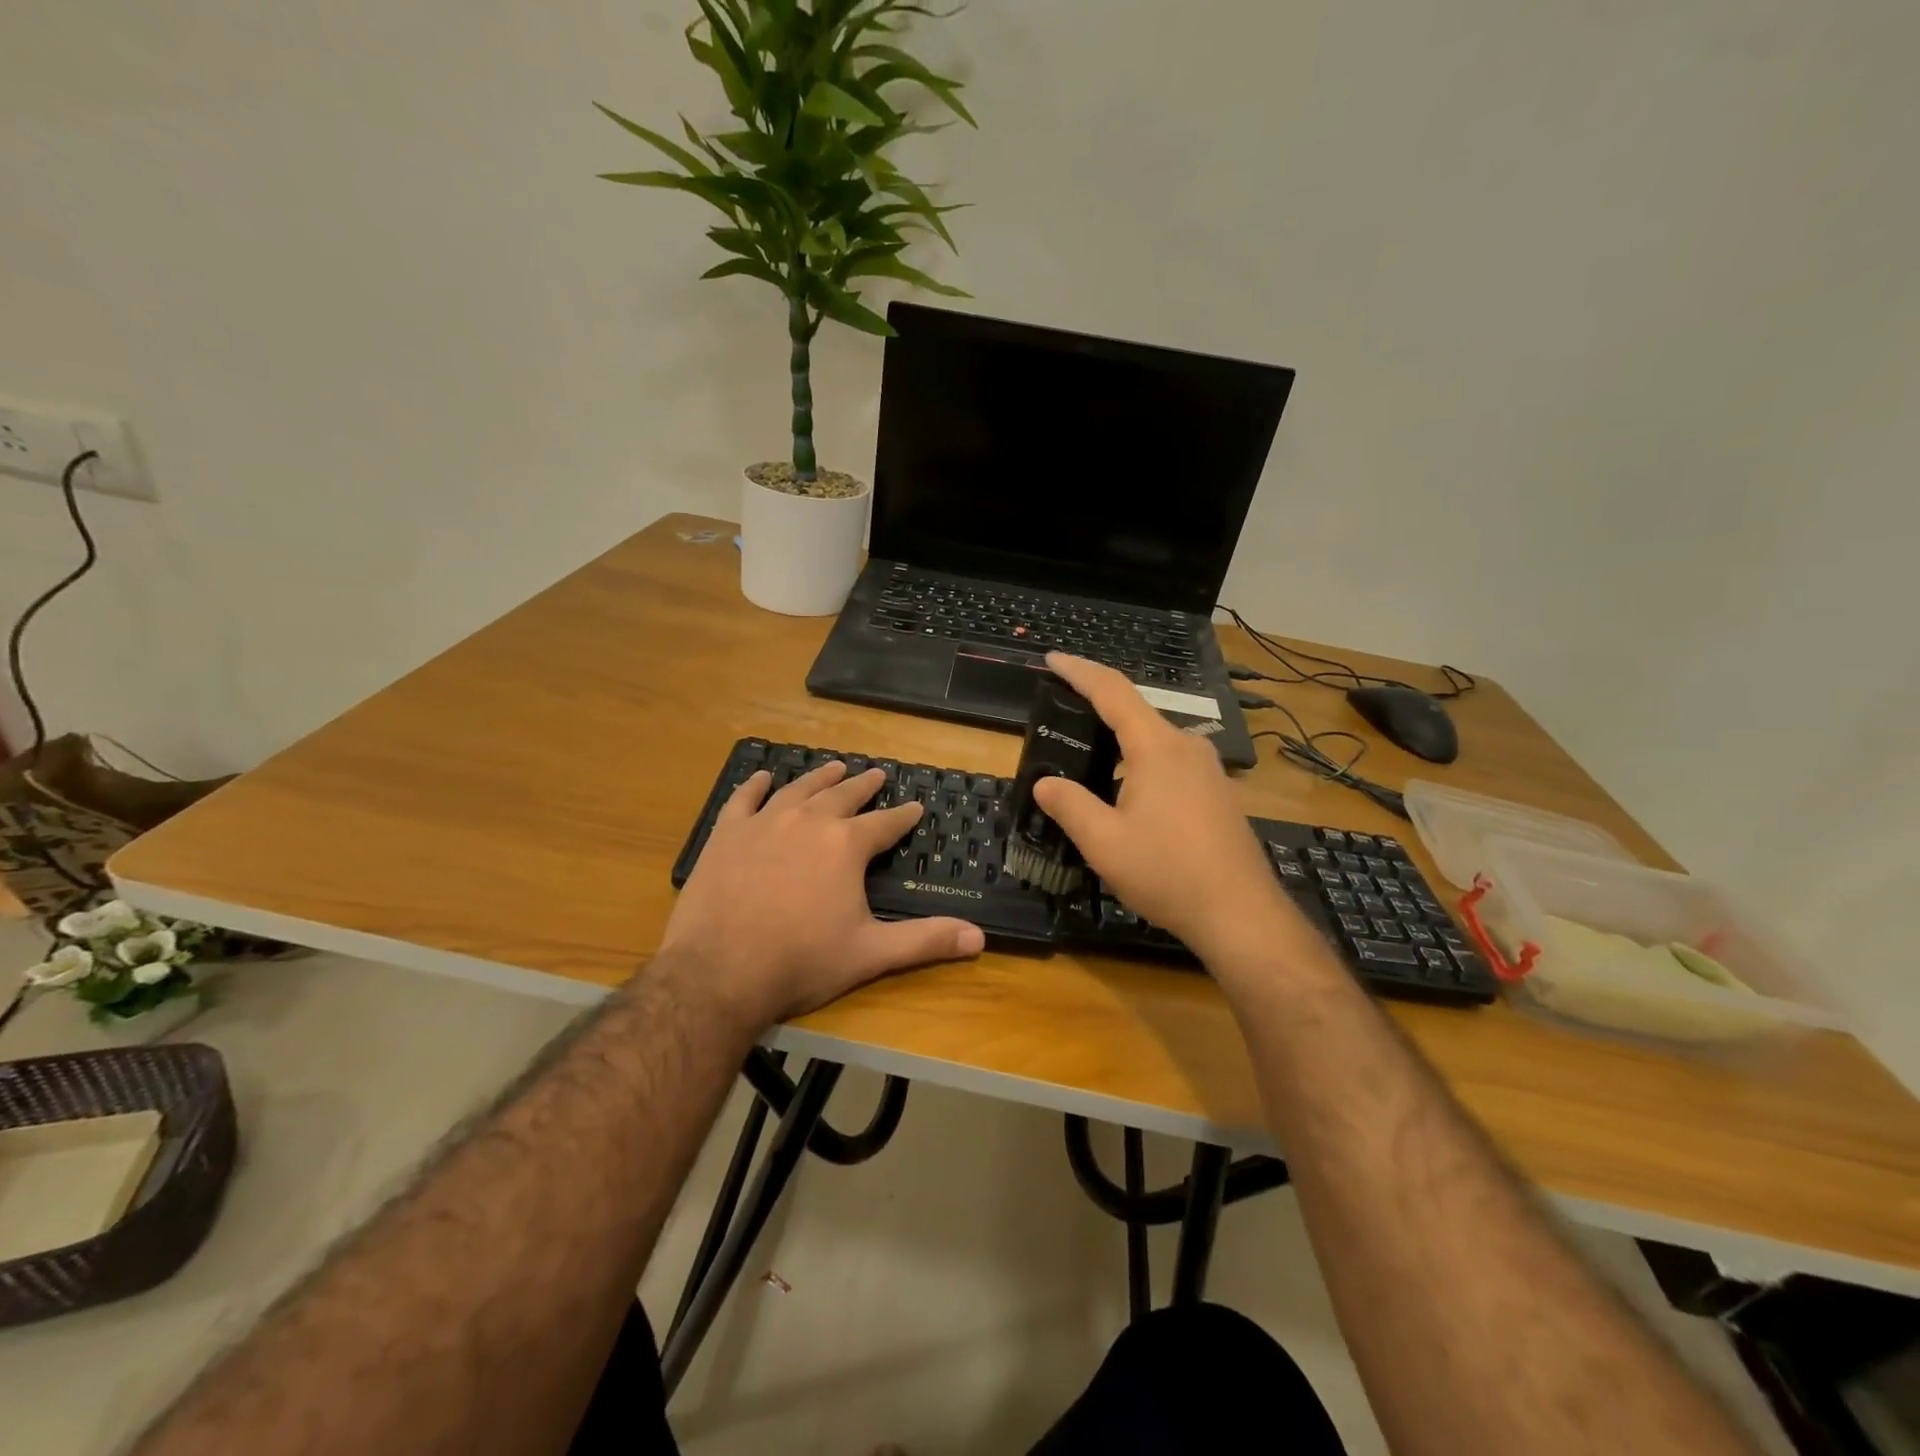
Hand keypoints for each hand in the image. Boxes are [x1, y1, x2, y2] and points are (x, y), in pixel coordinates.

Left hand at [660, 760, 985, 1024]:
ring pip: (798, 788)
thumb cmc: (802, 962)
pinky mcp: (727, 834)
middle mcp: (809, 820)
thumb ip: (926, 940)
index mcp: (846, 845)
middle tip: (875, 774)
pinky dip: (755, 786)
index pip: (885, 823)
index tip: (915, 806)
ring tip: (834, 768)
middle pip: (843, 795)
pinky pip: (744, 799)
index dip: (903, 815)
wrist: (719, 972)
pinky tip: (762, 777)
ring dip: (819, 777)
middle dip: (863, 785)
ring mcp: (764, 822)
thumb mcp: (871, 953)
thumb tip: (979, 939)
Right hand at [1033, 653, 1294, 962]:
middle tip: (1062, 717)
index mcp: (1157, 747)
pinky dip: (1141, 765)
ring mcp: (1208, 770)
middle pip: (1135, 713)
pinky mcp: (1218, 794)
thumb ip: (1069, 806)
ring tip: (1088, 760)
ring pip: (1154, 741)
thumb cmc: (1167, 872)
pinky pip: (1171, 763)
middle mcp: (1187, 747)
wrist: (1241, 914)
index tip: (1053, 659)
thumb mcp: (1104, 842)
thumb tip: (1045, 783)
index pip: (1112, 691)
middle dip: (1097, 709)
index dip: (1079, 672)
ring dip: (1120, 743)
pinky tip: (1127, 794)